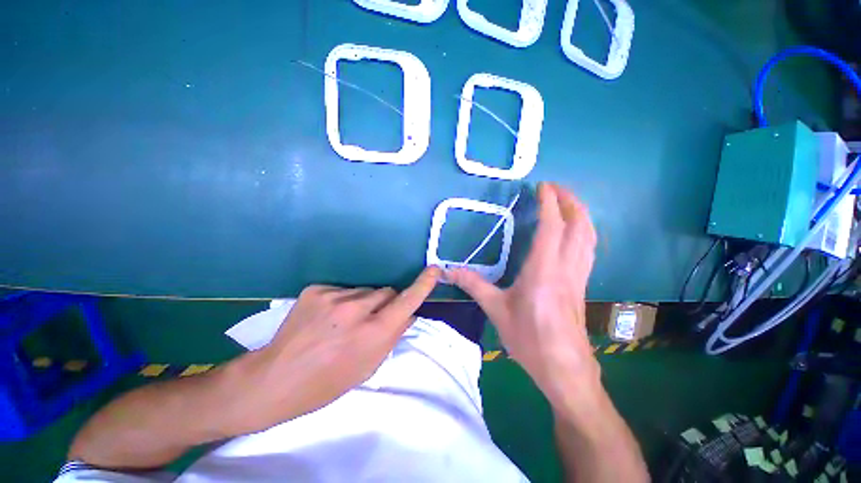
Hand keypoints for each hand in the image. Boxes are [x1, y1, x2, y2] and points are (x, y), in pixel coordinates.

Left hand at [234, 267, 440, 432]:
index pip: (406, 302)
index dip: (422, 286)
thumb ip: (393, 335)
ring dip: (363, 302)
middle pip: (386, 291)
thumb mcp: (368, 366)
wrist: (275, 378)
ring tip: (343, 321)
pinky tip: (327, 317)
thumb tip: (410, 313)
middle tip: (371, 320)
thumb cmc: (327, 382)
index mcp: (371, 333)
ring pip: (365, 290)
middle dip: (386, 303)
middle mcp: (356, 309)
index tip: (434, 270)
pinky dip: (343, 301)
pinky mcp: (317, 289)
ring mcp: (334, 296)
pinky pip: (344, 290)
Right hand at [448, 183, 597, 408]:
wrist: (564, 368)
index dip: (549, 202)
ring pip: (589, 236)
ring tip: (568, 202)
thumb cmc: (529, 338)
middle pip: (579, 225)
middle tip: (556, 188)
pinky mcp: (582, 284)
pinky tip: (574, 232)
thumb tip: (448, 270)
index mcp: (544, 270)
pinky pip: (588, 249)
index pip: (552, 226)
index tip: (542, 186)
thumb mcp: (496, 309)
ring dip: (581, 214)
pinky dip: (583, 232)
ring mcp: (578, 275)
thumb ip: (473, 285)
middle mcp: (566, 267)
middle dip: (571, 201)